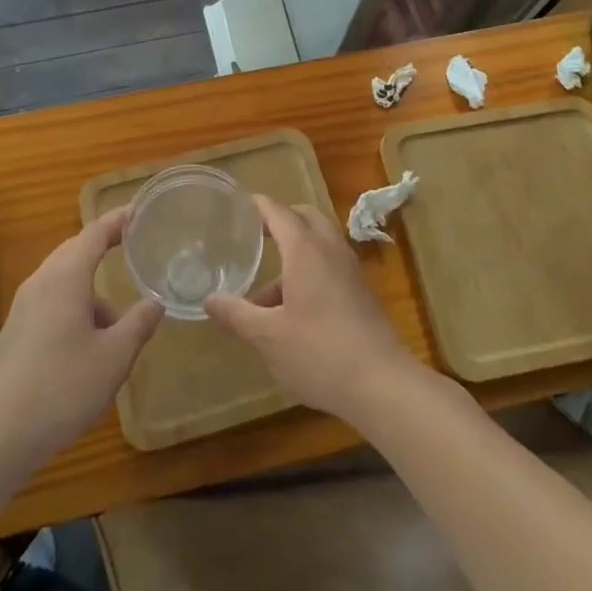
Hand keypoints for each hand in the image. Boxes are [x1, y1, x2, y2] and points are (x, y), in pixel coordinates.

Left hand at [0, 207, 162, 463]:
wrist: (2, 432)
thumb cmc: (64, 386)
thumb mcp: (115, 357)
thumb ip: (138, 323)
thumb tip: (156, 302)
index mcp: (66, 278)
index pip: (95, 233)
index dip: (118, 220)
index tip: (139, 210)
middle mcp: (42, 281)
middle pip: (75, 250)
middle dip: (103, 246)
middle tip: (132, 249)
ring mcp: (24, 305)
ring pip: (62, 278)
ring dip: (90, 288)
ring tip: (116, 322)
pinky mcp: (16, 329)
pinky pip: (51, 299)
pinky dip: (74, 304)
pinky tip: (87, 341)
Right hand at [205, 194, 423, 425]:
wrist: (382, 384)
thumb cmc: (319, 353)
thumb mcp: (268, 337)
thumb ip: (237, 314)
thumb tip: (209, 300)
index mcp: (305, 249)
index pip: (278, 212)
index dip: (257, 207)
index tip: (237, 207)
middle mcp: (330, 249)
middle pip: (304, 217)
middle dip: (280, 220)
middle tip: (255, 235)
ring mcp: (350, 269)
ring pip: (320, 242)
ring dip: (295, 251)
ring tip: (266, 290)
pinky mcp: (362, 291)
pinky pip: (331, 263)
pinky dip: (310, 268)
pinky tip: (293, 308)